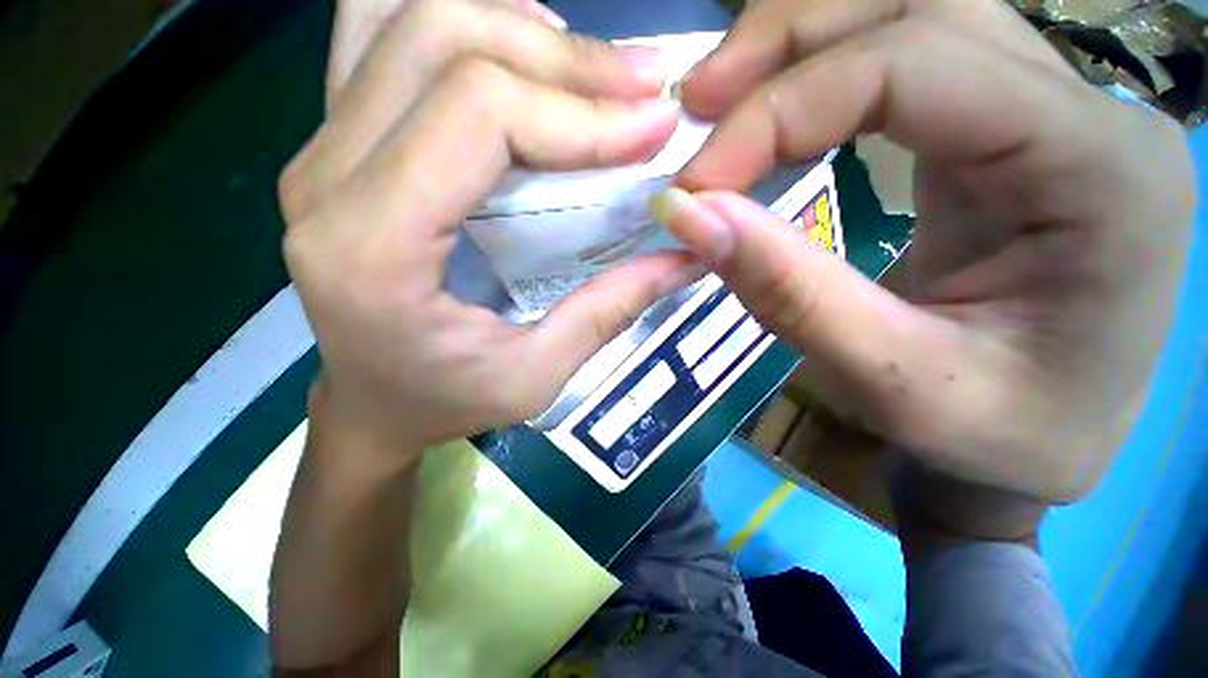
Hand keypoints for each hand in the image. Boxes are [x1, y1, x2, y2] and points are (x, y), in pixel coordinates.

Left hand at [279, 0, 697, 463]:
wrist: (370, 408)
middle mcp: (327, 180)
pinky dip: (457, 24)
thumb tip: (687, 255)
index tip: (655, 126)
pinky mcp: (334, 147)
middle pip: (440, 41)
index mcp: (372, 248)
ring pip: (402, 18)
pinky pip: (379, 37)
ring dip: (509, 24)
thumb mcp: (535, 377)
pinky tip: (515, 60)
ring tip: (585, 68)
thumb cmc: (444, 404)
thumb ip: (609, 312)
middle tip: (642, 85)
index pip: (479, 115)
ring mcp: (320, 152)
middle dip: (562, 56)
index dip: (580, 112)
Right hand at [656, 0, 1194, 502]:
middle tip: (695, 103)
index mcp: (1102, 172)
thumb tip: (689, 218)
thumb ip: (789, 293)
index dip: (780, 113)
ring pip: (912, 17)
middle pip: (919, 6)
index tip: (694, 185)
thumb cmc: (1000, 438)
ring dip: (798, 50)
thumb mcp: (894, 383)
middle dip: (785, 47)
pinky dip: (822, 80)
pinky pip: (908, 67)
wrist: (1049, 443)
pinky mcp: (1009, 132)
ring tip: (717, 102)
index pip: (919, 67)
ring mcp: (1054, 111)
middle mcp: (1091, 112)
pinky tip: (772, 121)